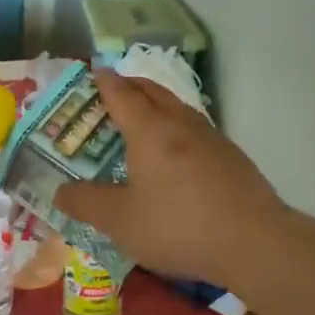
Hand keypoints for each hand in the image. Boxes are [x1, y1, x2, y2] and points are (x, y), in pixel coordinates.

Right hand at [53, 71, 287, 286]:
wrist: (255, 243)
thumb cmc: (178, 226)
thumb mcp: (120, 221)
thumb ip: (86, 203)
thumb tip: (60, 191)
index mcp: (149, 131)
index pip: (121, 94)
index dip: (105, 82)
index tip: (95, 71)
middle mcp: (180, 124)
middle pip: (152, 92)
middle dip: (131, 85)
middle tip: (113, 89)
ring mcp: (211, 138)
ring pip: (177, 107)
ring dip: (156, 103)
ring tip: (143, 117)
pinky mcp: (232, 157)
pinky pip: (195, 128)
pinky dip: (176, 126)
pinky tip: (176, 151)